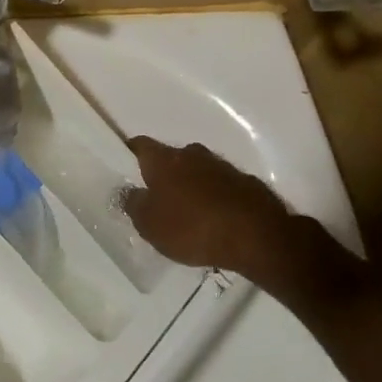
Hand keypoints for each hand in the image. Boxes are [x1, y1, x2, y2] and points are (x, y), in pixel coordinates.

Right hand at [121, 136, 298, 283]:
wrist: (257, 236)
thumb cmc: (193, 228)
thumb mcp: (150, 225)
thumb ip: (134, 205)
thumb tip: (129, 192)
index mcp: (164, 160)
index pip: (140, 145)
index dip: (129, 154)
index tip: (124, 169)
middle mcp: (192, 154)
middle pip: (171, 158)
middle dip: (163, 174)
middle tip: (157, 199)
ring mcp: (222, 166)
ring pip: (198, 170)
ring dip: (191, 186)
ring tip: (188, 214)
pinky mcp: (246, 182)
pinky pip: (221, 186)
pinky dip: (214, 197)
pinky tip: (215, 220)